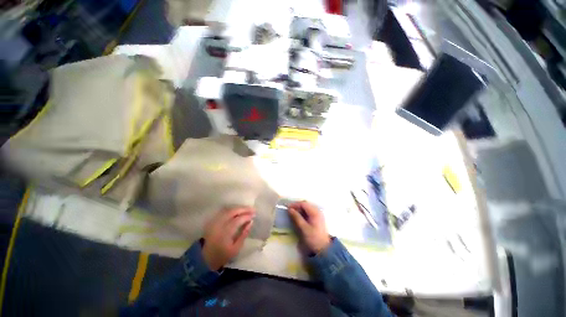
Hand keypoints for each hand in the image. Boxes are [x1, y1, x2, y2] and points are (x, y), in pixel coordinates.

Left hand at [202, 207, 254, 270]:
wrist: (204, 258)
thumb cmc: (222, 255)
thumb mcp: (236, 249)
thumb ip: (244, 234)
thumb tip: (251, 222)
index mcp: (225, 233)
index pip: (238, 220)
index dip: (247, 216)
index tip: (254, 215)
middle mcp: (219, 225)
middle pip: (232, 212)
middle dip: (243, 209)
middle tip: (252, 209)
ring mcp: (214, 221)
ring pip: (227, 209)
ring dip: (238, 208)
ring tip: (247, 209)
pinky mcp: (212, 221)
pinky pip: (223, 211)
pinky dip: (232, 209)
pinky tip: (237, 211)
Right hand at [288, 201, 330, 253]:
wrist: (324, 249)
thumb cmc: (314, 238)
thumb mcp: (304, 228)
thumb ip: (296, 217)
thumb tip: (289, 209)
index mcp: (315, 212)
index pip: (303, 204)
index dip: (295, 204)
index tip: (287, 207)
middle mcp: (317, 211)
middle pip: (305, 204)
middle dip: (297, 206)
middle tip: (289, 210)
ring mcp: (318, 214)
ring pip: (306, 208)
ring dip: (299, 209)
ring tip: (292, 213)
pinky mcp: (317, 218)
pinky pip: (308, 211)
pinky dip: (302, 212)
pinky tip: (298, 216)